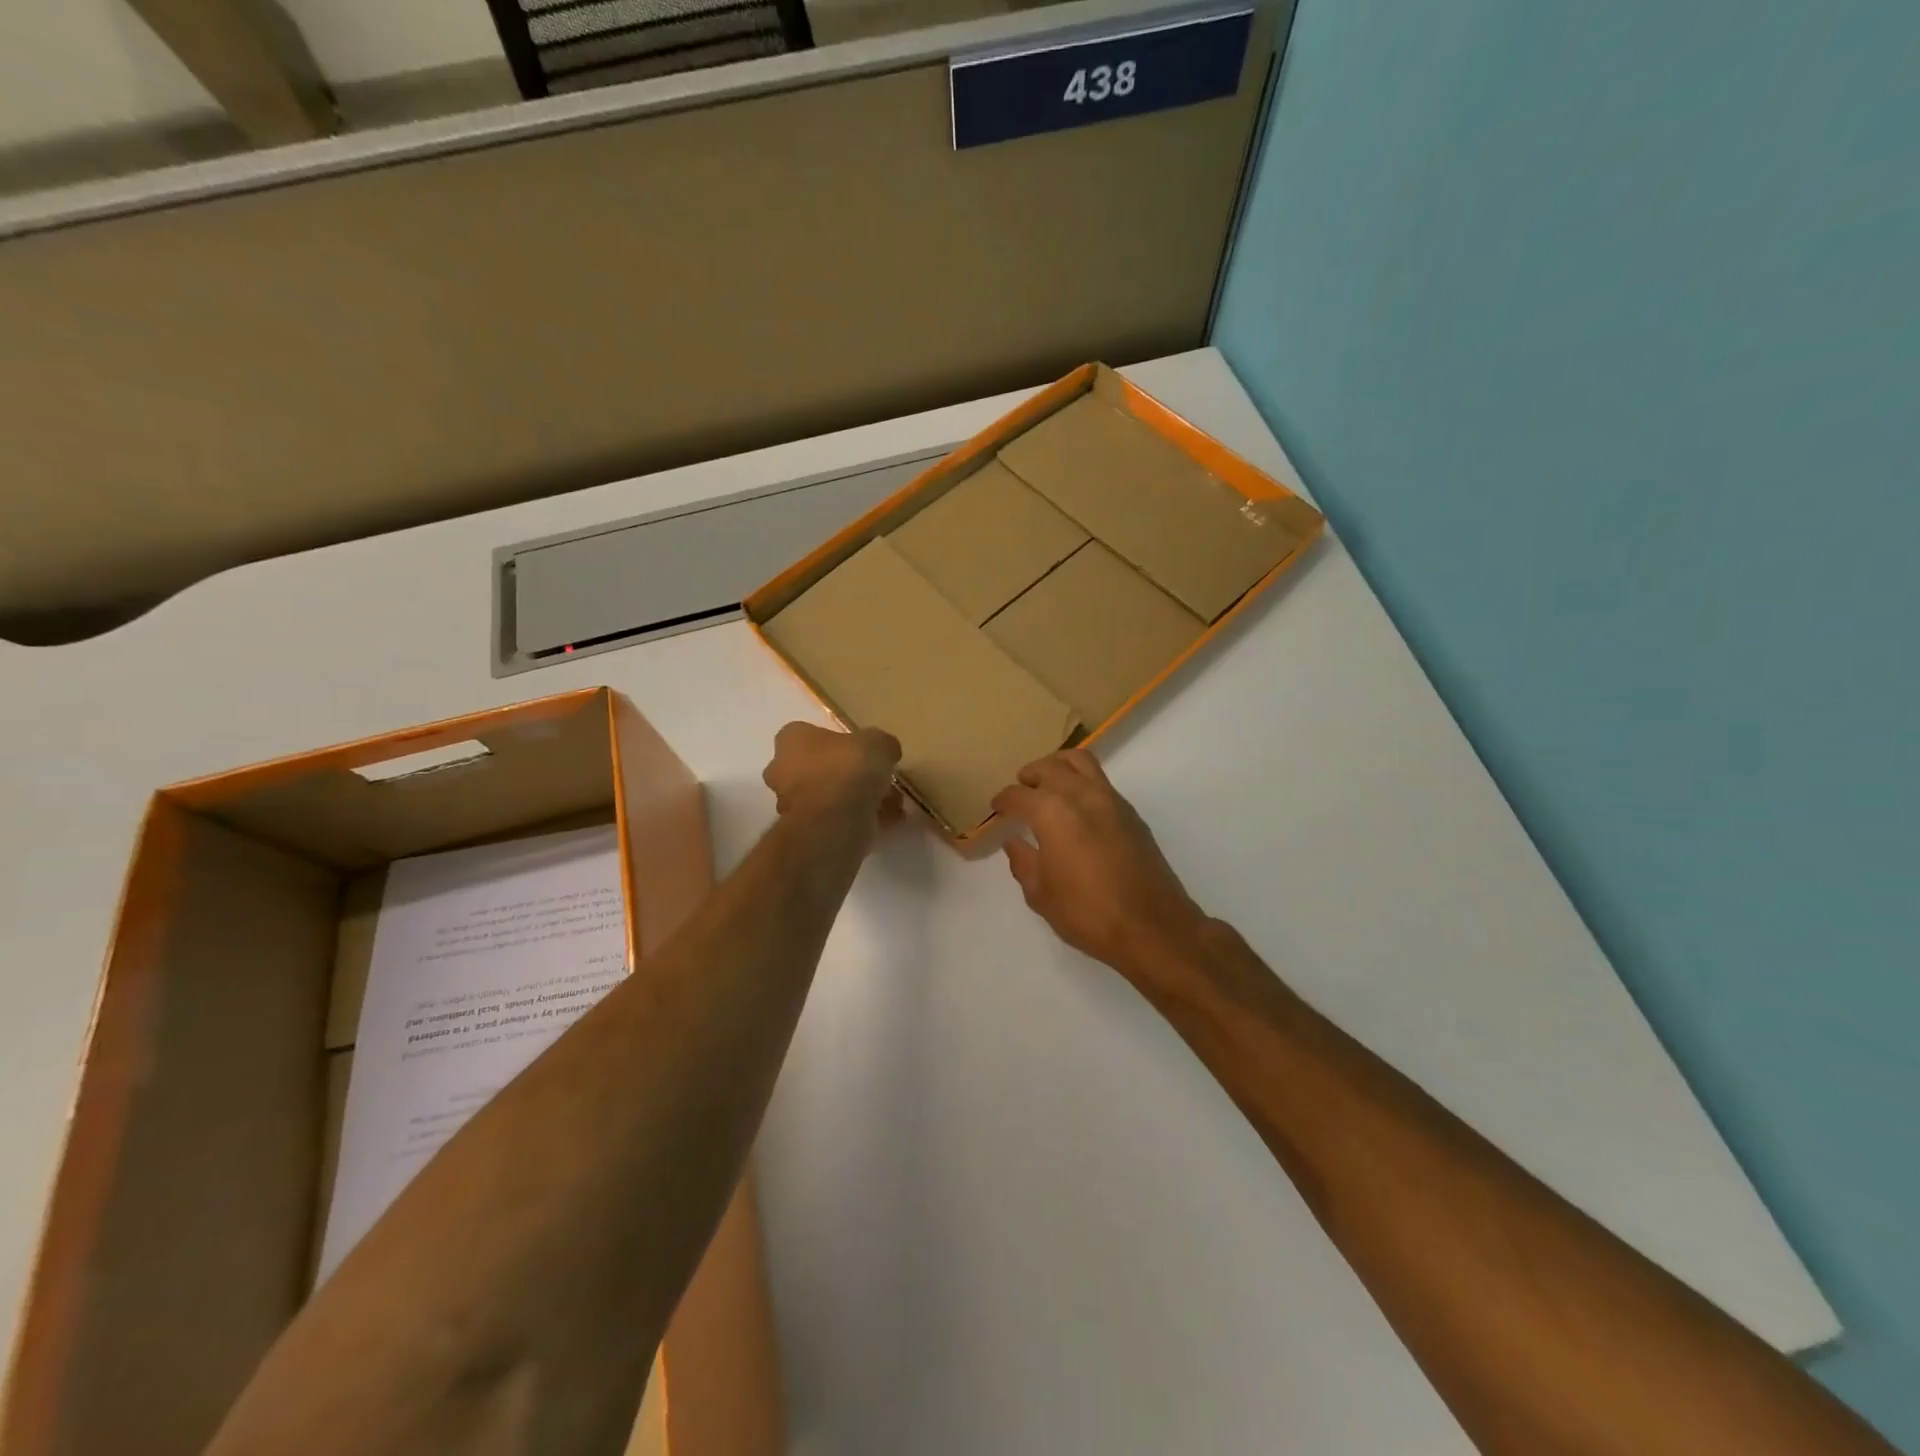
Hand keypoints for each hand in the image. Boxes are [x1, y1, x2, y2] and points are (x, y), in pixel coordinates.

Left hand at [763, 722, 902, 832]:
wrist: (835, 822)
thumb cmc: (848, 769)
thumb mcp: (878, 743)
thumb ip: (882, 744)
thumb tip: (886, 751)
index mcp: (792, 740)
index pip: (810, 734)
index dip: (840, 742)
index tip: (864, 751)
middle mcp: (783, 770)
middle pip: (820, 768)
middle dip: (850, 775)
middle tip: (880, 780)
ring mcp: (792, 804)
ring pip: (830, 797)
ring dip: (859, 800)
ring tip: (894, 805)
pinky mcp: (807, 831)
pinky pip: (837, 820)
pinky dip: (861, 820)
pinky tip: (890, 822)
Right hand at [991, 750, 1205, 985]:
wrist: (1152, 926)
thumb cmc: (1087, 912)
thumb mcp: (1041, 894)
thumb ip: (1023, 862)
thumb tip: (1014, 842)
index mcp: (1052, 812)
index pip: (1019, 795)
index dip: (1004, 800)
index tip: (996, 807)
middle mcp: (1081, 795)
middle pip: (1051, 766)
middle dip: (1031, 774)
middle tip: (1021, 788)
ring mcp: (1111, 800)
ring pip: (1081, 761)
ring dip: (1059, 766)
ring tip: (1049, 784)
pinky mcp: (1131, 813)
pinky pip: (1100, 781)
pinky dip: (1082, 781)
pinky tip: (1076, 807)